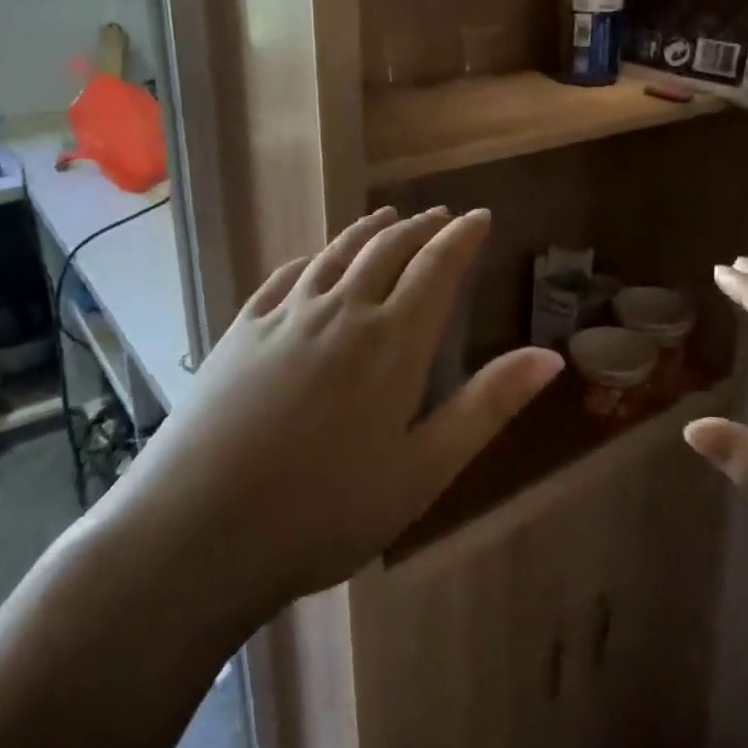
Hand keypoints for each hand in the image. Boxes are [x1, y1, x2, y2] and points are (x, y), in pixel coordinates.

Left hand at [105, 207, 562, 624]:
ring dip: (368, 231)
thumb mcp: (424, 470)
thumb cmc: (325, 512)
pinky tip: (314, 260)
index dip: (462, 238)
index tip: (479, 216)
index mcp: (391, 342)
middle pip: (387, 250)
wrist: (197, 532)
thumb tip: (550, 357)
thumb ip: (487, 406)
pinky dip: (312, 258)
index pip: (437, 268)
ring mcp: (284, 317)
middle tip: (441, 215)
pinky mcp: (241, 331)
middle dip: (420, 227)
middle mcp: (341, 311)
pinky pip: (286, 276)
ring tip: (389, 217)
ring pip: (336, 254)